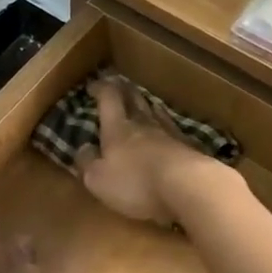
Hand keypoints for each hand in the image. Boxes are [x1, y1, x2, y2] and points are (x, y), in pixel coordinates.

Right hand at [74, 78, 221, 226]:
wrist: (188, 186)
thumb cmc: (136, 182)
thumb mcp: (99, 179)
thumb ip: (87, 163)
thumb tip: (82, 148)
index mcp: (118, 128)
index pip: (108, 98)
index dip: (101, 89)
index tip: (93, 86)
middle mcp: (143, 124)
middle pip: (134, 99)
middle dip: (124, 90)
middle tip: (118, 85)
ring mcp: (169, 134)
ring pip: (156, 111)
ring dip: (146, 105)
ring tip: (142, 103)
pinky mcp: (188, 148)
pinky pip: (173, 129)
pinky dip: (165, 125)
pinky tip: (167, 130)